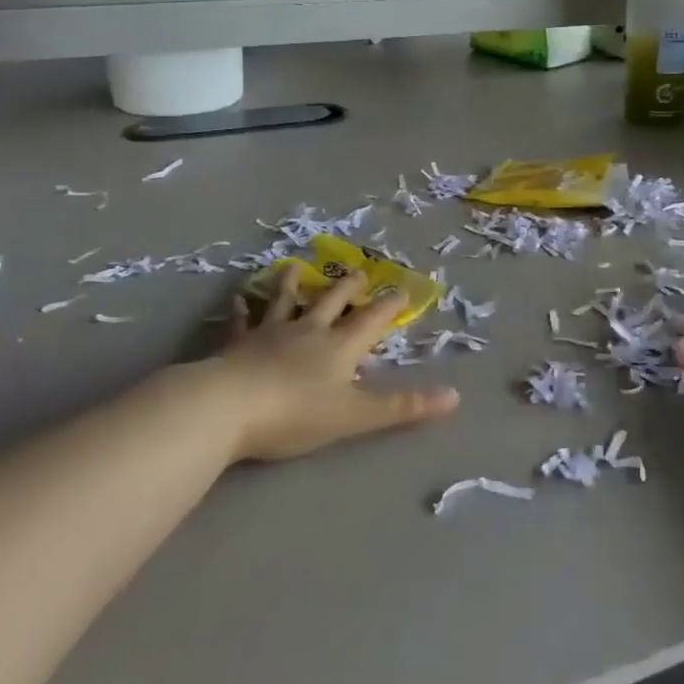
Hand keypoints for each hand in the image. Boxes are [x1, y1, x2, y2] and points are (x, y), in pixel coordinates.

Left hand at [201, 268, 458, 462]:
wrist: (228, 407)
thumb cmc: (296, 413)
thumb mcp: (356, 415)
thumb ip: (403, 408)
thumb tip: (454, 397)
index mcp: (339, 346)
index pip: (371, 319)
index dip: (389, 305)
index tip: (403, 288)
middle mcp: (308, 330)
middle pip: (332, 301)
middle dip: (348, 287)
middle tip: (357, 271)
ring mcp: (270, 333)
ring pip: (284, 301)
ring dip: (292, 284)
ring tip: (294, 267)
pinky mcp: (237, 344)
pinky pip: (242, 322)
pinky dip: (242, 310)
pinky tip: (238, 300)